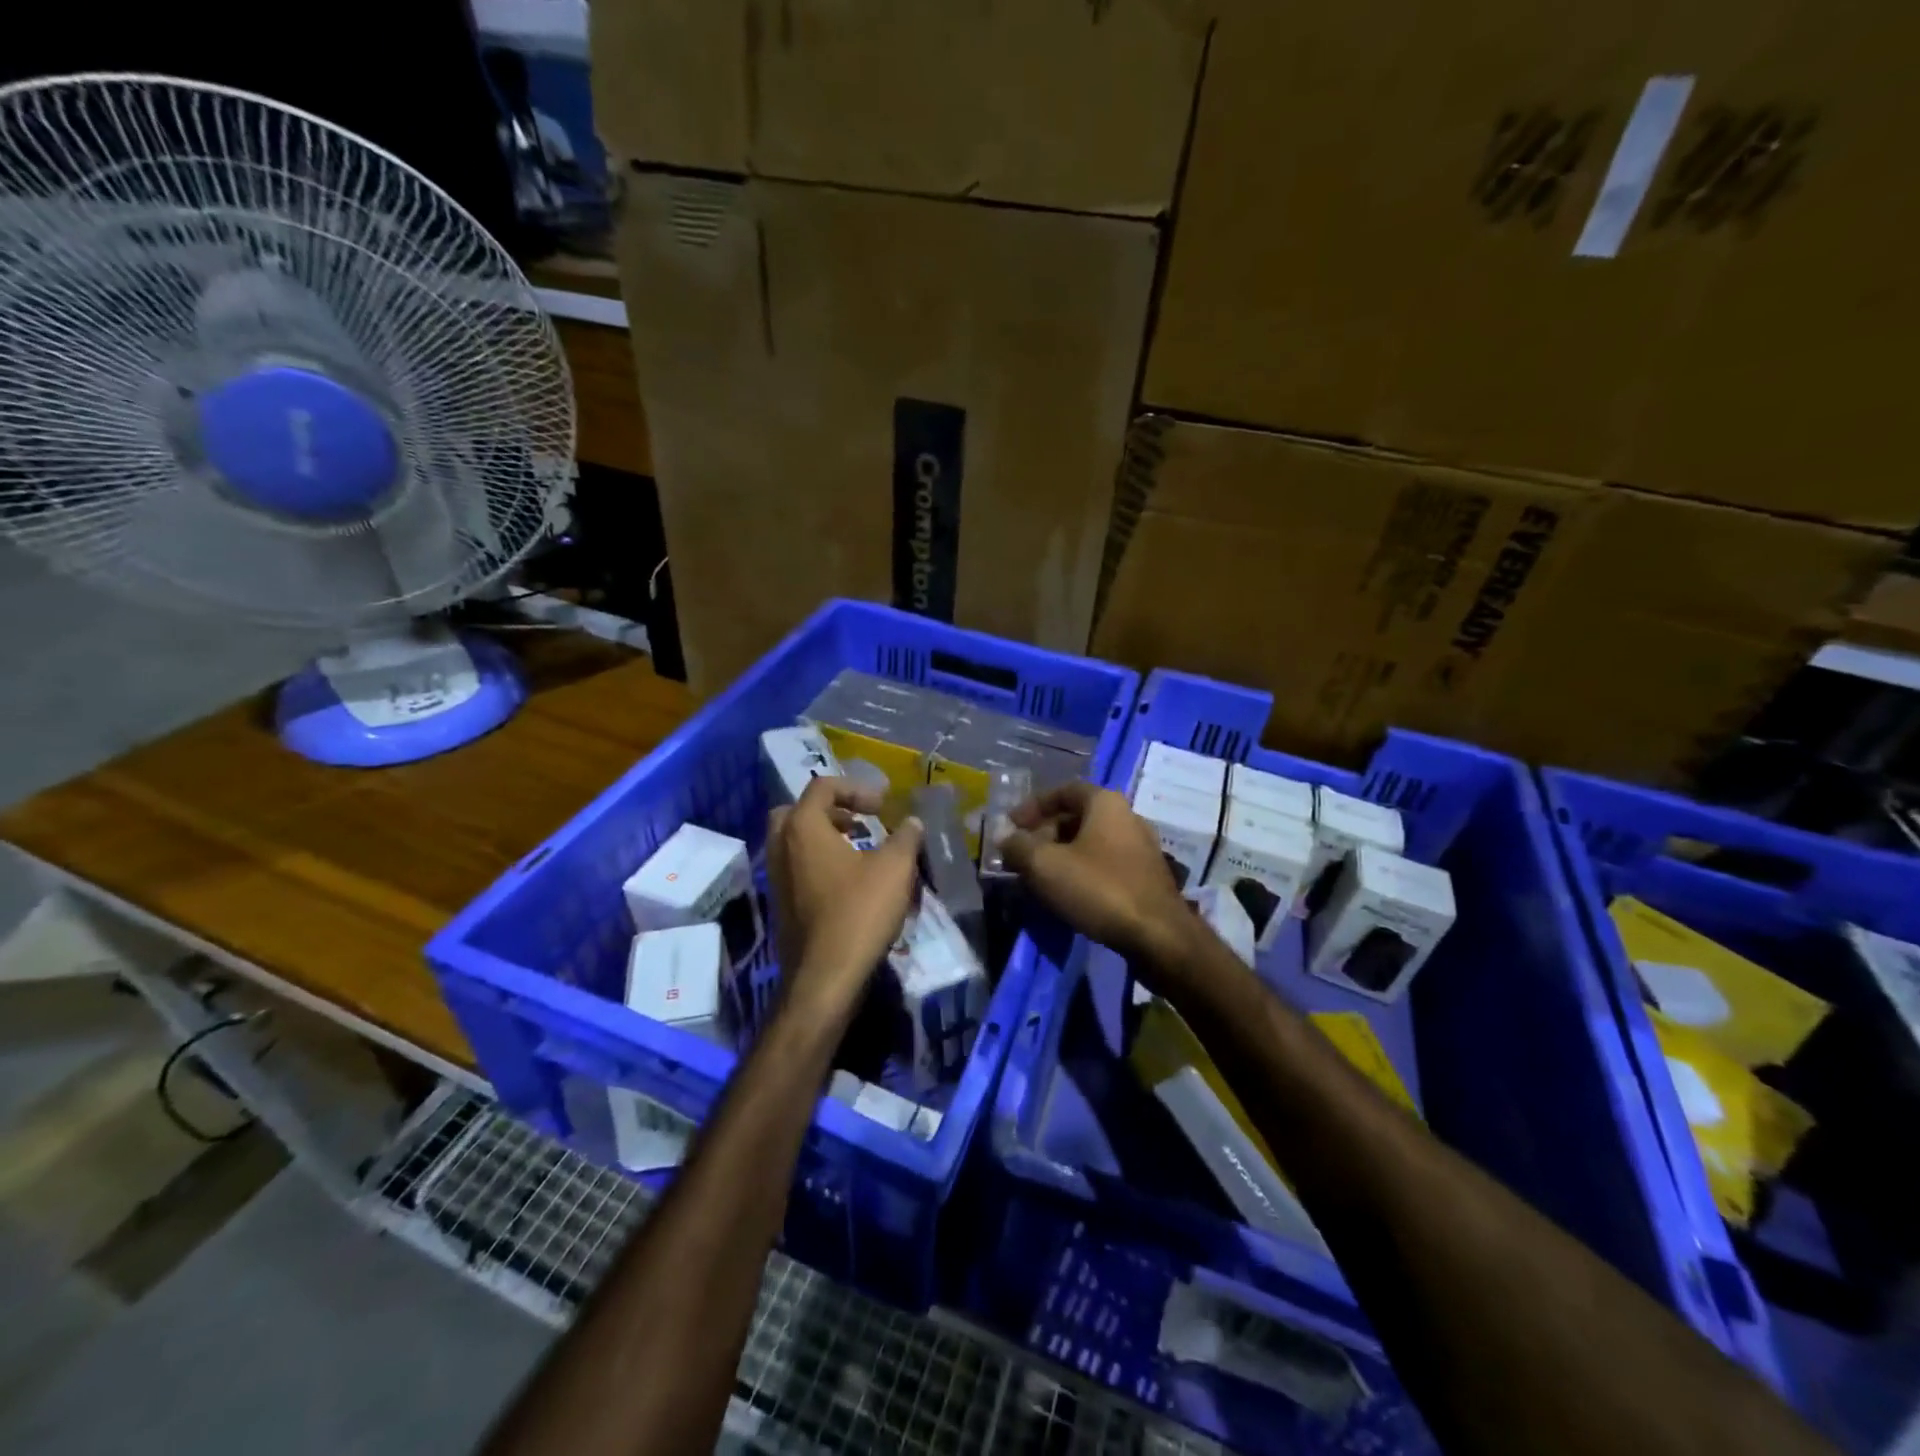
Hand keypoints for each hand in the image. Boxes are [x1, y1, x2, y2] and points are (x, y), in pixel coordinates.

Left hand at [766, 777, 923, 1020]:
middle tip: (859, 821)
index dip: (856, 789)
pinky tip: (849, 881)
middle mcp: (781, 847)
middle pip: (798, 811)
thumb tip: (912, 822)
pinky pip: (796, 868)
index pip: (822, 787)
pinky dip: (819, 862)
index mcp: (802, 827)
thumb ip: (906, 837)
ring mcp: (776, 877)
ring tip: (859, 849)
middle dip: (830, 810)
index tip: (883, 806)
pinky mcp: (780, 904)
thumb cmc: (859, 912)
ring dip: (825, 837)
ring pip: (794, 841)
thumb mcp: (895, 868)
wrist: (824, 977)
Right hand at [999, 782, 1195, 974]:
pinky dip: (1082, 871)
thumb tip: (1005, 838)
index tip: (1011, 826)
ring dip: (1061, 855)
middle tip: (1022, 856)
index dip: (1032, 806)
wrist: (1158, 936)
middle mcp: (1127, 816)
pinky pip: (1106, 864)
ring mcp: (1141, 847)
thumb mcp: (1045, 865)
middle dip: (1044, 834)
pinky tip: (1068, 894)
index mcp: (1105, 803)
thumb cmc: (1098, 888)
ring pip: (1091, 842)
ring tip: (1039, 877)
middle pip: (1077, 816)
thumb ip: (1018, 847)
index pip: (1063, 790)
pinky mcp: (1146, 876)